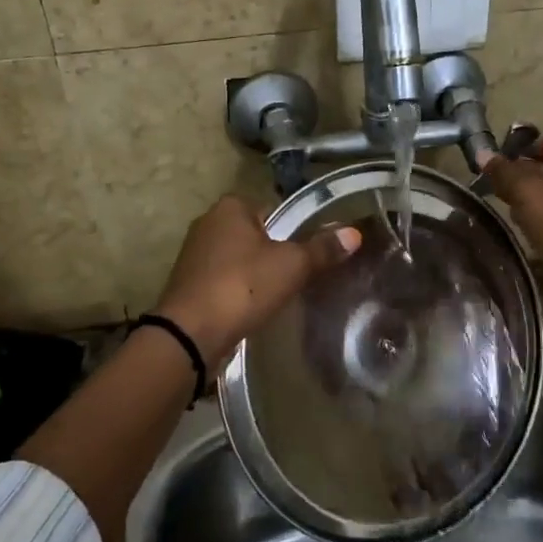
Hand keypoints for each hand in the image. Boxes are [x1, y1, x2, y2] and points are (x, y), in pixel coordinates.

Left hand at [154, 196, 361, 365]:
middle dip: (274, 253)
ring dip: (255, 274)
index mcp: (231, 207)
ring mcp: (194, 254)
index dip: (294, 230)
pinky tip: (252, 308)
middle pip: (256, 234)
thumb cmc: (243, 287)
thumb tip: (354, 233)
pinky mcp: (188, 283)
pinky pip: (224, 280)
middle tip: (297, 277)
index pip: (274, 210)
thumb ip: (322, 249)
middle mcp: (208, 222)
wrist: (190, 334)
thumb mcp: (292, 266)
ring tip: (277, 295)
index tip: (308, 255)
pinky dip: (238, 291)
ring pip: (238, 258)